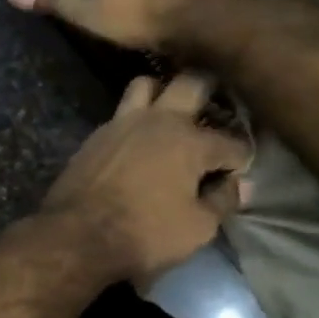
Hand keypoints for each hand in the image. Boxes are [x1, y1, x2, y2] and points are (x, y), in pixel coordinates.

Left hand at [42, 74, 252, 286]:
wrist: (77, 235)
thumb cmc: (145, 233)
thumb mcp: (198, 228)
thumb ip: (222, 201)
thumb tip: (236, 185)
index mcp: (190, 141)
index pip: (232, 142)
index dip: (242, 158)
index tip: (239, 171)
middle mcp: (158, 120)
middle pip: (192, 82)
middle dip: (212, 91)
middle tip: (215, 111)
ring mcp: (122, 122)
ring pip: (147, 85)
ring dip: (163, 92)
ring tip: (171, 113)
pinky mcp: (97, 134)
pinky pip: (121, 112)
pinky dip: (136, 118)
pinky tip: (139, 138)